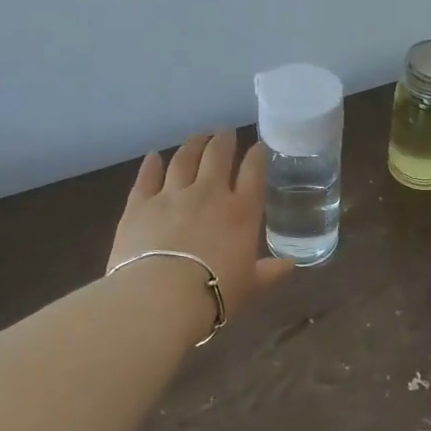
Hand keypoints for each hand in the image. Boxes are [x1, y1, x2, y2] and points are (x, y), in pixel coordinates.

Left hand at [109, 131, 294, 324]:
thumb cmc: (214, 294)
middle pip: (217, 155)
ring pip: (184, 159)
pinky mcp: (139, 204)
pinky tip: (154, 156)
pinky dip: (151, 164)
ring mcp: (171, 195)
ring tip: (197, 137)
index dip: (257, 156)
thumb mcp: (251, 287)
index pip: (254, 172)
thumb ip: (270, 272)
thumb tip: (290, 266)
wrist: (160, 298)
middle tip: (225, 133)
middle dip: (223, 141)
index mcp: (241, 212)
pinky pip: (147, 177)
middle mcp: (209, 193)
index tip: (259, 147)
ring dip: (192, 145)